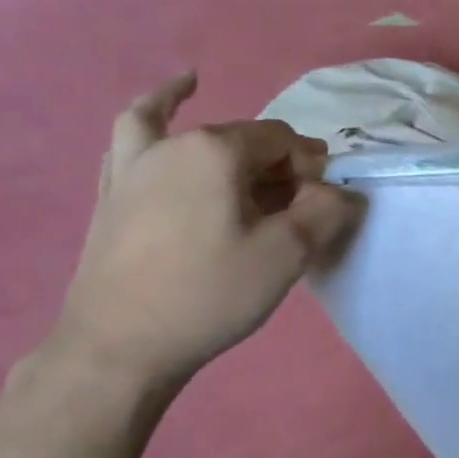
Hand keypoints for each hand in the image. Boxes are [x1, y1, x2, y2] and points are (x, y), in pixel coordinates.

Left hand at [49, 73, 363, 390]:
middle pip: (242, 138)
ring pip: (190, 133)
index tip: (319, 207)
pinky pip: (132, 137)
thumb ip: (324, 213)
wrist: (120, 346)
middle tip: (292, 208)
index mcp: (217, 150)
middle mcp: (174, 143)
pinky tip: (161, 111)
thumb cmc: (209, 295)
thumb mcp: (284, 255)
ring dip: (219, 135)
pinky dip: (151, 115)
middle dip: (275, 166)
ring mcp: (135, 164)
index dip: (310, 168)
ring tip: (224, 122)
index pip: (282, 141)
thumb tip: (345, 193)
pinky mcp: (113, 191)